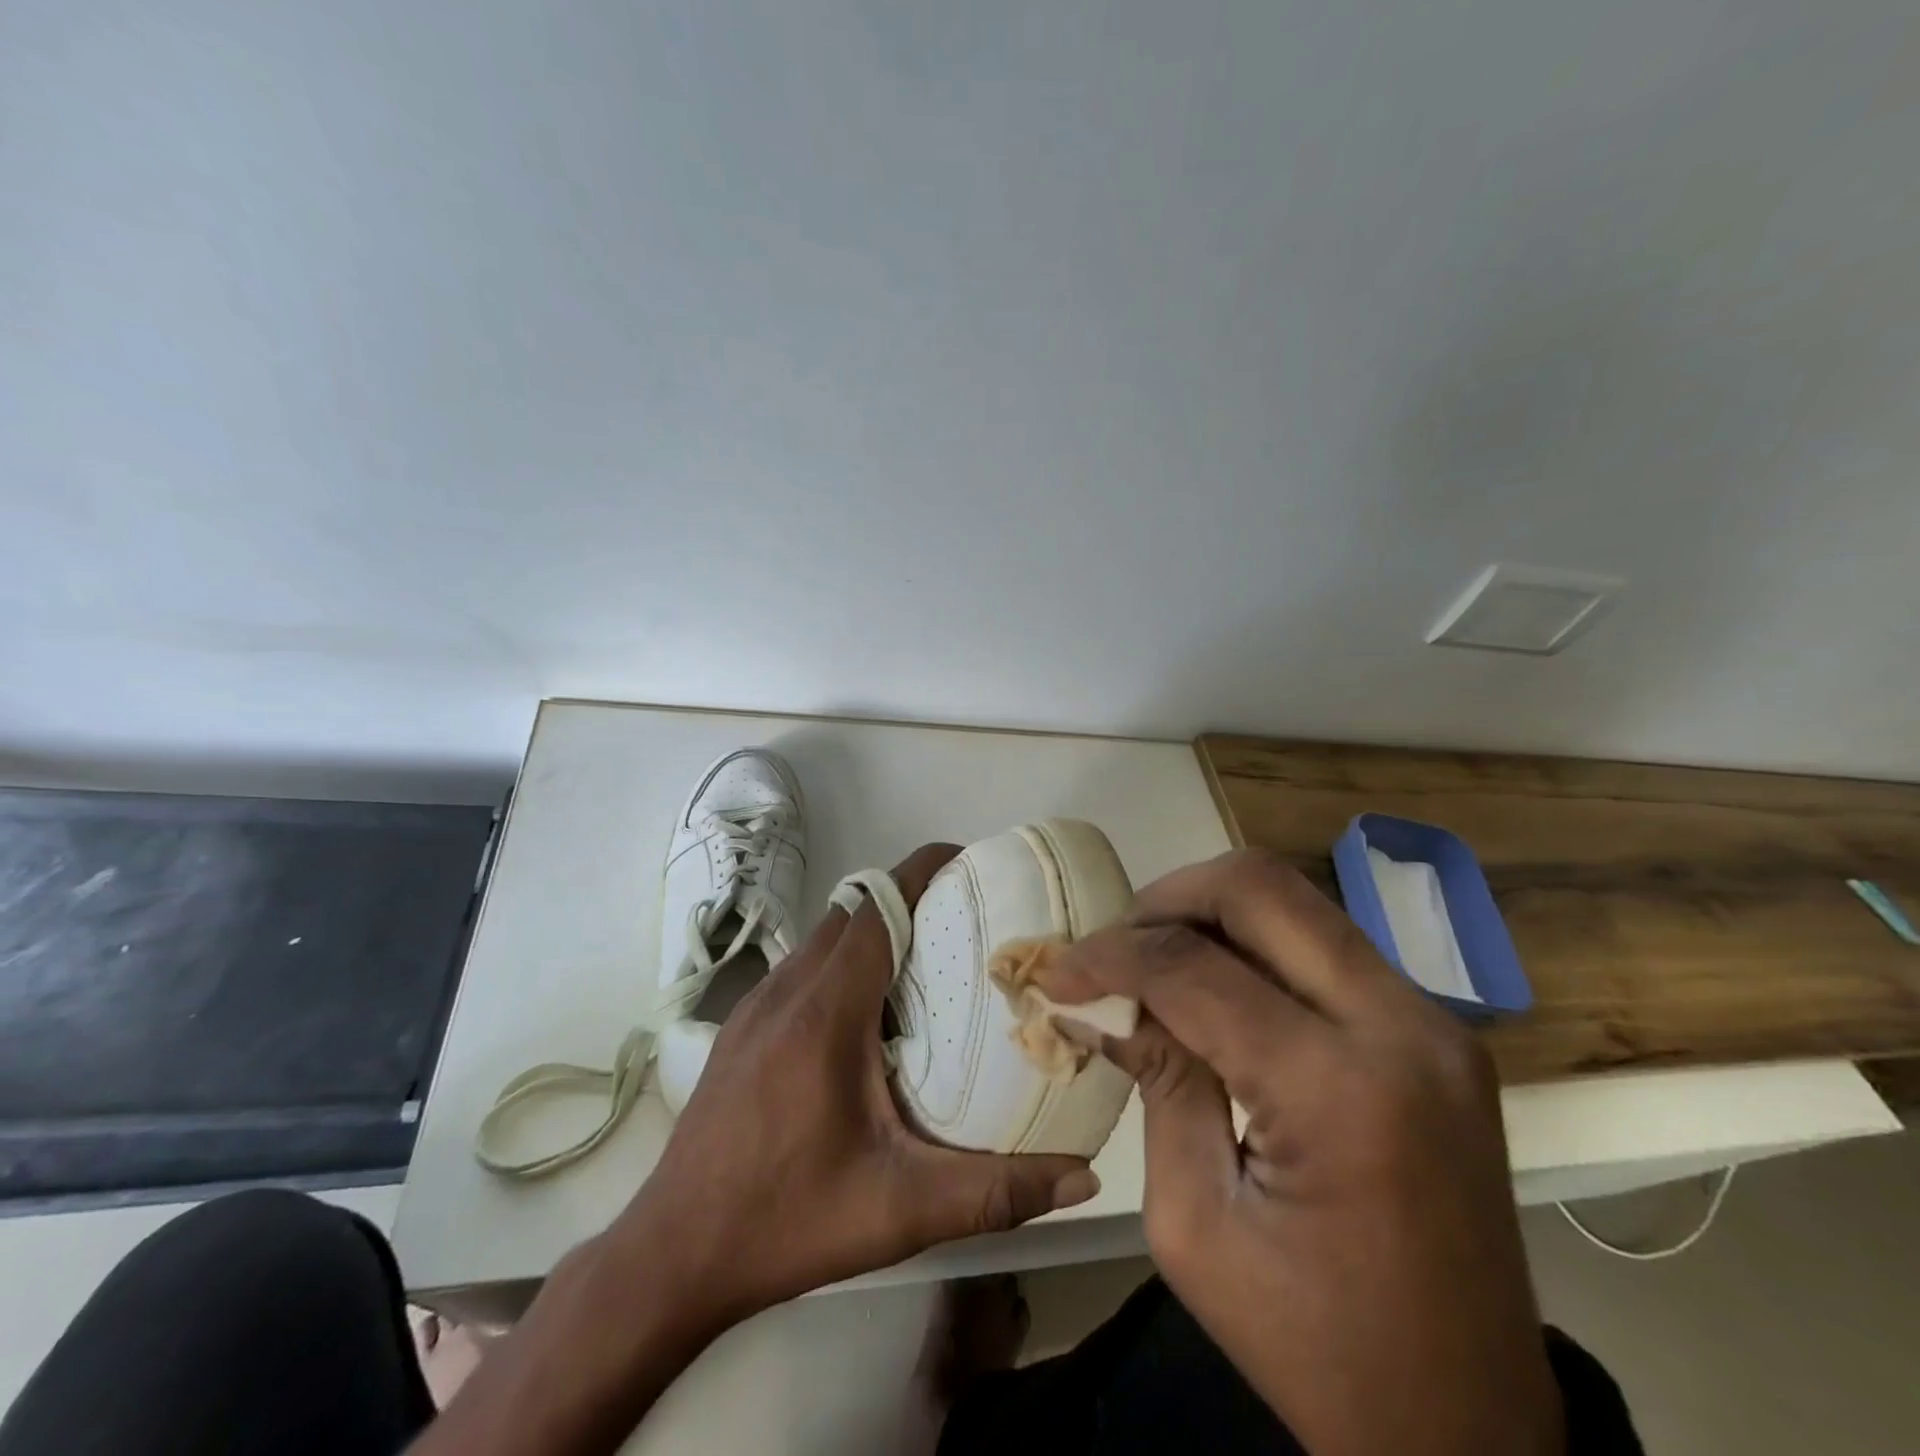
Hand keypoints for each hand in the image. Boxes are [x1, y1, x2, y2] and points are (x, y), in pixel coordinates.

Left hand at [609, 842, 1100, 1328]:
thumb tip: (1081, 1178)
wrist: (672, 1255)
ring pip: (823, 936)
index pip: (877, 908)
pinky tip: (867, 1013)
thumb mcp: (899, 1211)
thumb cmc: (788, 1220)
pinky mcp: (741, 1027)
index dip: (921, 871)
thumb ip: (995, 1192)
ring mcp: (755, 1005)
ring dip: (872, 929)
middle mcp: (786, 990)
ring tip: (926, 960)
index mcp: (825, 1010)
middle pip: (852, 910)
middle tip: (964, 919)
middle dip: (907, 897)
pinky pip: (802, 966)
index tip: (969, 862)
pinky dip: (841, 960)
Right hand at [1039, 849, 1561, 1455]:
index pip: (1193, 967)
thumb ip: (1156, 1083)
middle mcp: (1400, 1026)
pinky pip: (1321, 944)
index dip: (1109, 956)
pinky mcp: (1433, 1029)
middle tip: (1113, 949)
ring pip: (1293, 902)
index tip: (1057, 972)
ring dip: (1207, 915)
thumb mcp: (1195, 1224)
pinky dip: (1251, 945)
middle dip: (1164, 900)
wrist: (1470, 1423)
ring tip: (1153, 964)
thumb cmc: (1316, 1348)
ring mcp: (1430, 1019)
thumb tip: (1105, 1001)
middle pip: (1257, 888)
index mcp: (1339, 1090)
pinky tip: (1212, 989)